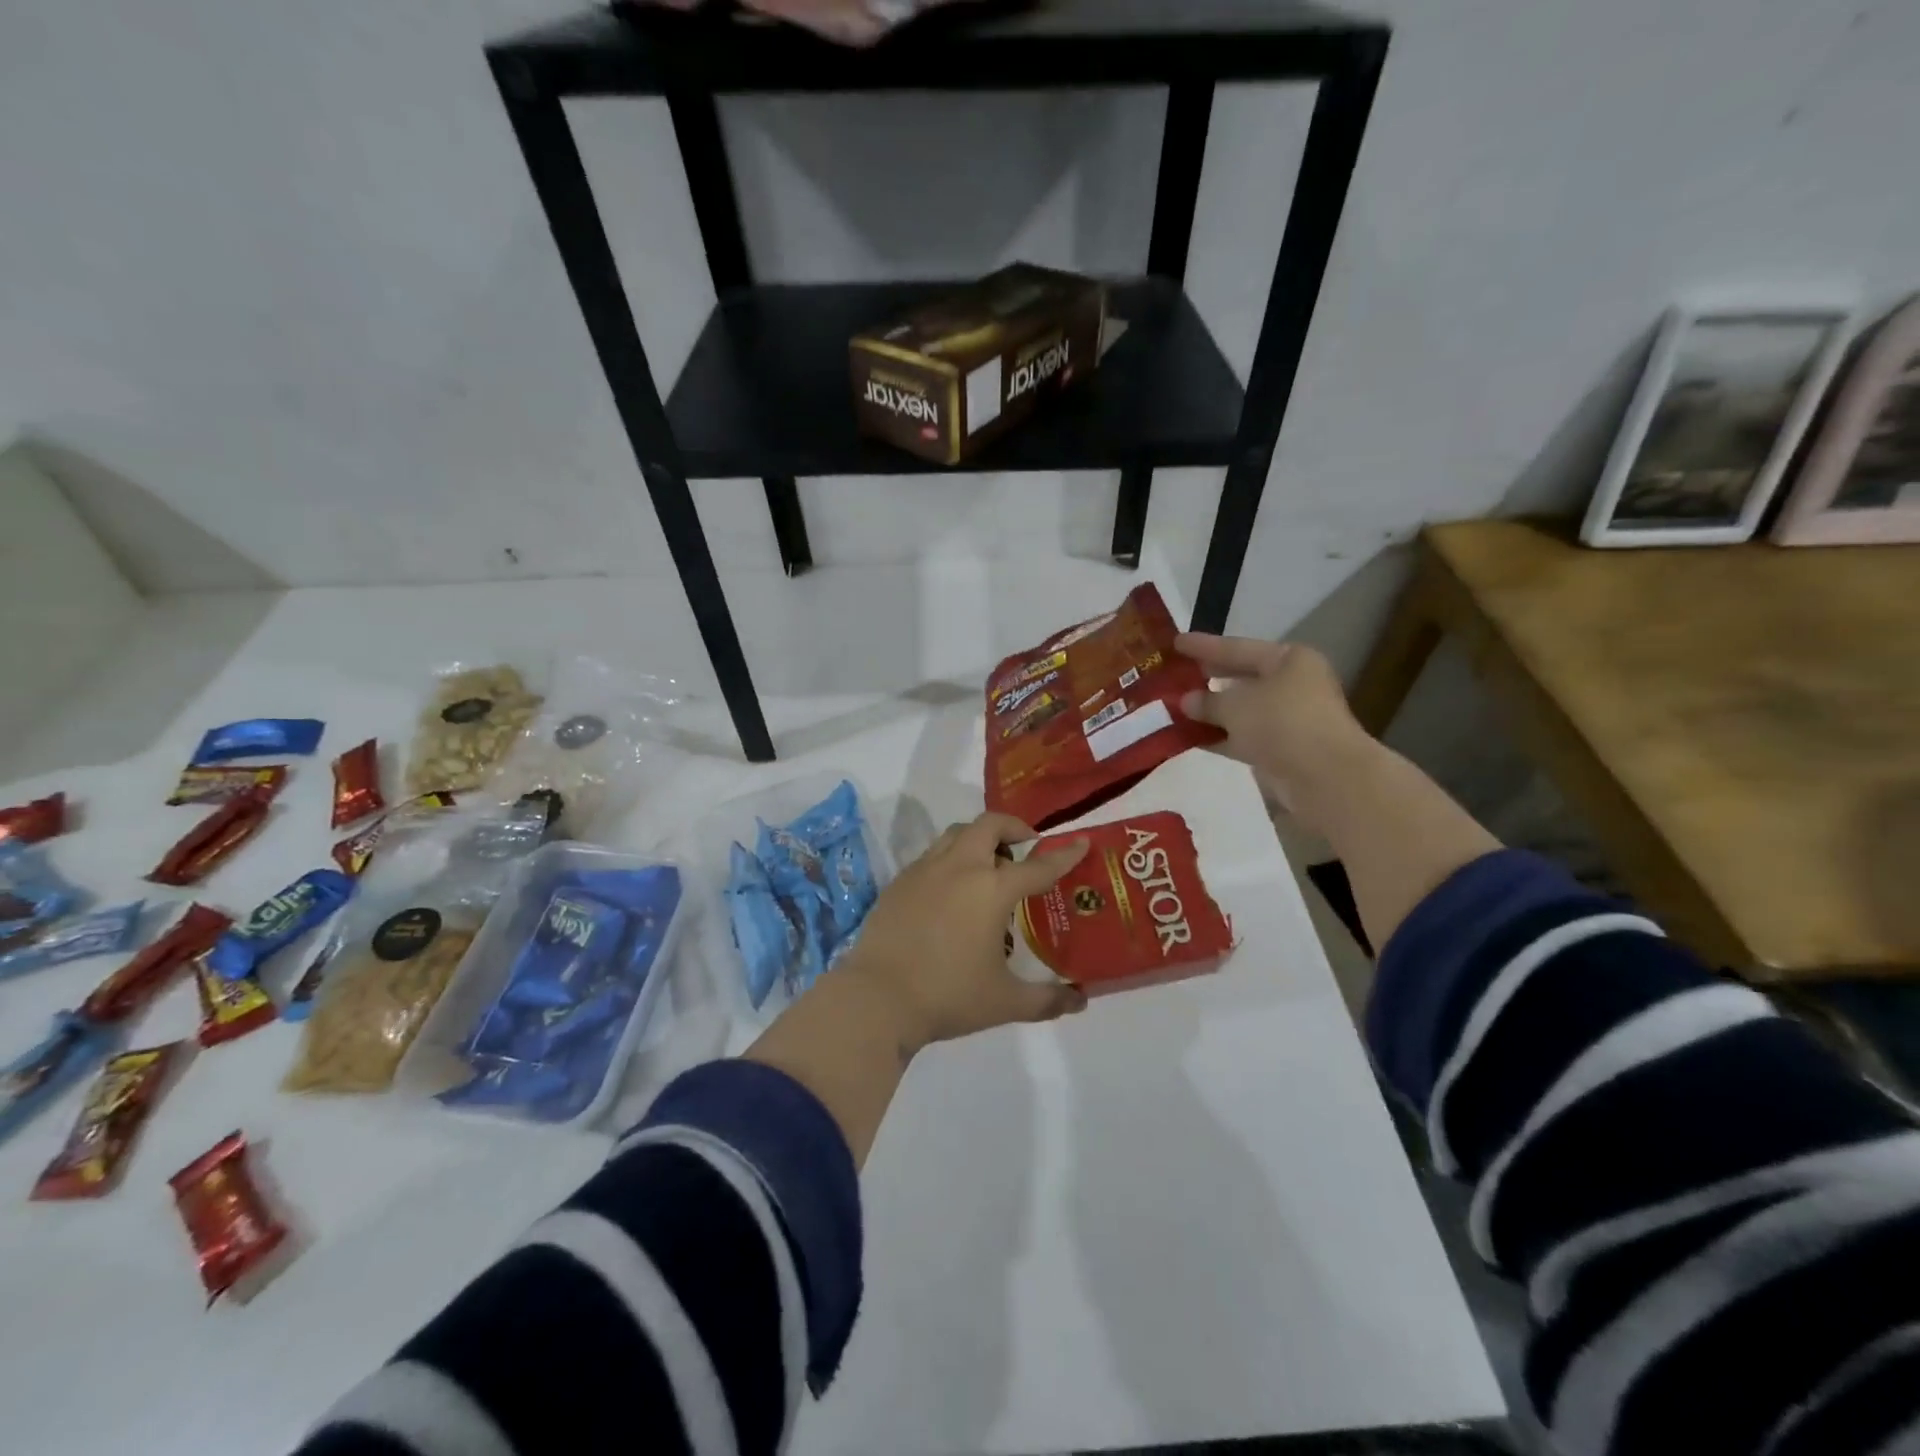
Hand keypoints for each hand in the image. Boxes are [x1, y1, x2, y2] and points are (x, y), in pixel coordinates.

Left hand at [838, 813, 1089, 1051]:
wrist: (876, 998)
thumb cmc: (948, 996)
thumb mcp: (1005, 1002)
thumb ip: (1047, 999)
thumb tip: (1079, 1001)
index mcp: (991, 889)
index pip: (1037, 865)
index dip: (1063, 854)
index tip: (1081, 843)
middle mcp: (959, 868)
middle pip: (989, 825)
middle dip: (1013, 827)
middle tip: (1025, 846)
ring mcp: (924, 871)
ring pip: (956, 834)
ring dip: (978, 839)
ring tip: (988, 866)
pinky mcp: (899, 882)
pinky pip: (931, 856)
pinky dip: (950, 860)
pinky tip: (950, 891)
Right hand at [1175, 634, 1369, 821]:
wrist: (1324, 776)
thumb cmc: (1282, 723)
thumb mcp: (1236, 705)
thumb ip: (1207, 701)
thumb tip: (1186, 701)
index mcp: (1289, 660)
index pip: (1238, 648)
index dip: (1204, 646)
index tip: (1175, 643)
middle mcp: (1292, 684)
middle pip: (1242, 678)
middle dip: (1208, 679)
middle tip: (1174, 675)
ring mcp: (1289, 719)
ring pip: (1242, 710)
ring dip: (1211, 712)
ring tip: (1174, 708)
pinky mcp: (1283, 749)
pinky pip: (1243, 736)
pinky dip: (1220, 736)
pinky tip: (1189, 737)